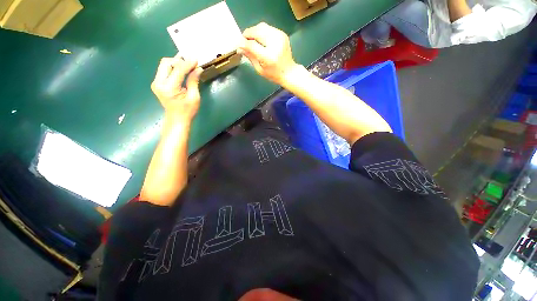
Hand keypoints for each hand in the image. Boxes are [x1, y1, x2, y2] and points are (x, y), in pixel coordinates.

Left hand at [151, 56, 202, 122]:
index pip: (177, 70)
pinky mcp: (157, 83)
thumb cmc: (188, 111)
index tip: (196, 59)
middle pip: (166, 63)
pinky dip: (173, 68)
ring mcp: (156, 82)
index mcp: (169, 88)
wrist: (177, 119)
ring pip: (164, 65)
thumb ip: (194, 81)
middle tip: (191, 62)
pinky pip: (164, 70)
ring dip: (176, 63)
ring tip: (188, 64)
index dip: (187, 63)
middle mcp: (159, 83)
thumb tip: (198, 69)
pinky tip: (182, 69)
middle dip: (179, 60)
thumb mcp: (194, 97)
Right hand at [238, 22, 299, 84]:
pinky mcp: (282, 34)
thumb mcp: (260, 69)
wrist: (289, 72)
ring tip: (252, 40)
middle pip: (256, 31)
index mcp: (268, 57)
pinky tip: (261, 40)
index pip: (252, 45)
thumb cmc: (273, 74)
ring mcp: (280, 37)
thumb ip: (250, 57)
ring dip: (254, 32)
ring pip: (261, 26)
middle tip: (245, 41)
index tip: (239, 44)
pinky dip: (261, 32)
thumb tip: (239, 48)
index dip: (243, 43)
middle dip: (248, 34)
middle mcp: (275, 44)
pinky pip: (267, 28)